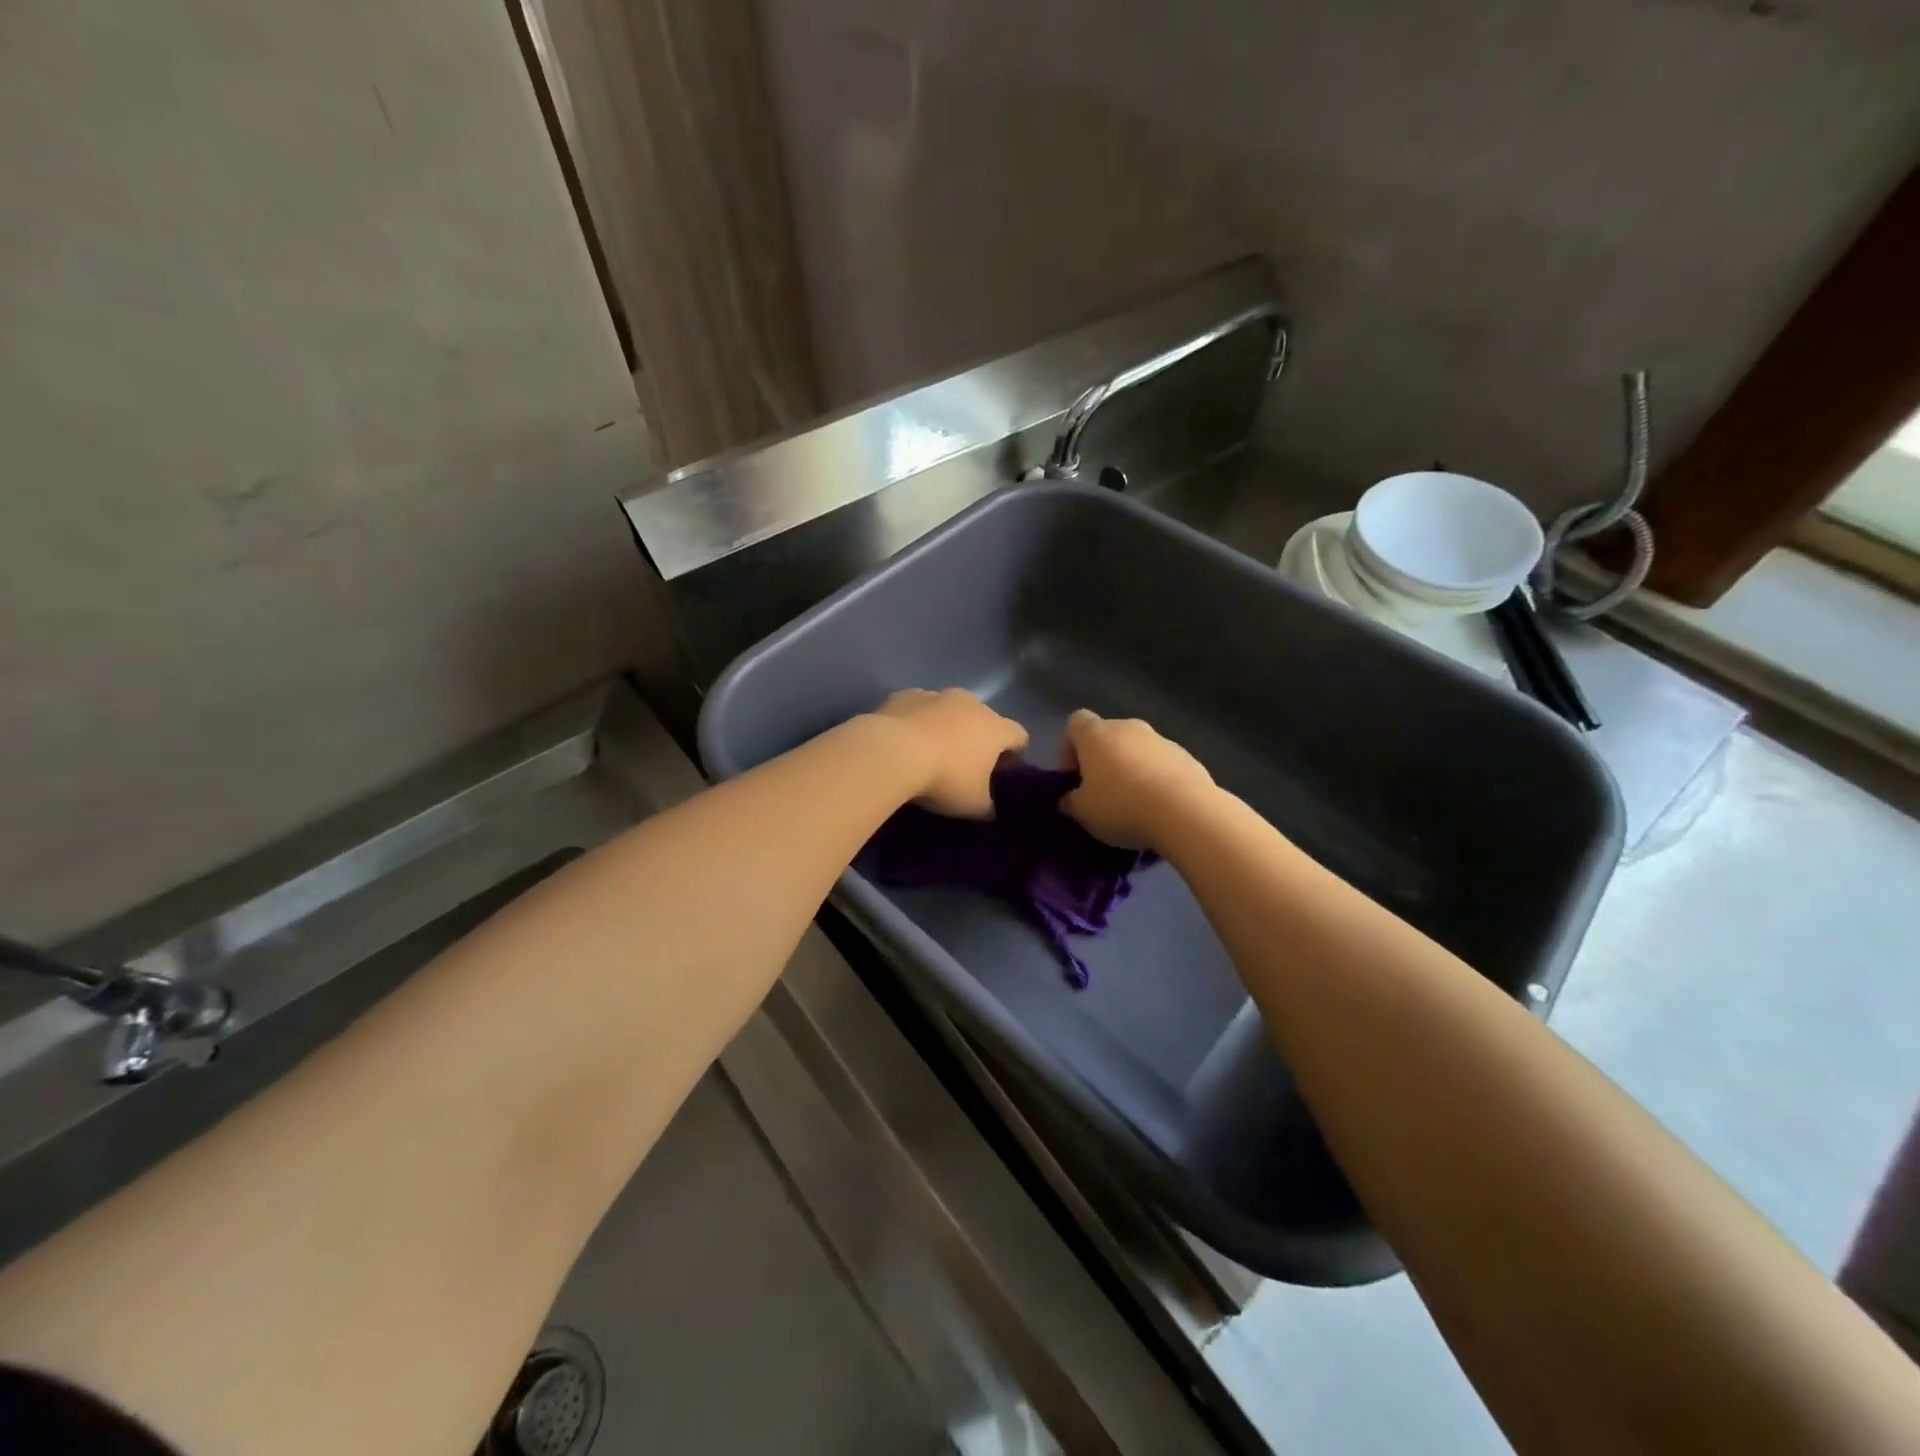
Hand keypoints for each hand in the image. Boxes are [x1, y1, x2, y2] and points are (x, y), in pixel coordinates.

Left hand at [869, 688, 1028, 817]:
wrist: (892, 751)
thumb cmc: (944, 778)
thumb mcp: (972, 805)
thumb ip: (987, 807)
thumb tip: (989, 811)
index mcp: (995, 728)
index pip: (1018, 736)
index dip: (1015, 753)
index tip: (1004, 770)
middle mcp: (971, 704)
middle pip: (983, 719)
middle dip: (977, 738)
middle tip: (965, 764)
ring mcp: (937, 695)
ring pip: (949, 709)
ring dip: (946, 726)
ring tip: (930, 751)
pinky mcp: (906, 695)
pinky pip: (918, 708)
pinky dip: (917, 721)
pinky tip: (904, 741)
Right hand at [1060, 709, 1214, 849]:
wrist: (1186, 812)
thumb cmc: (1122, 806)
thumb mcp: (1083, 813)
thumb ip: (1071, 802)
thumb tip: (1069, 798)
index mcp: (1097, 734)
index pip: (1075, 722)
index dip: (1069, 748)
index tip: (1073, 777)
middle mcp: (1129, 727)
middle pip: (1108, 736)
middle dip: (1102, 761)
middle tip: (1101, 794)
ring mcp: (1162, 740)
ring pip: (1137, 750)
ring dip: (1131, 770)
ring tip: (1133, 805)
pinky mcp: (1188, 757)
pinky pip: (1162, 764)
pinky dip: (1157, 780)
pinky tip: (1159, 808)